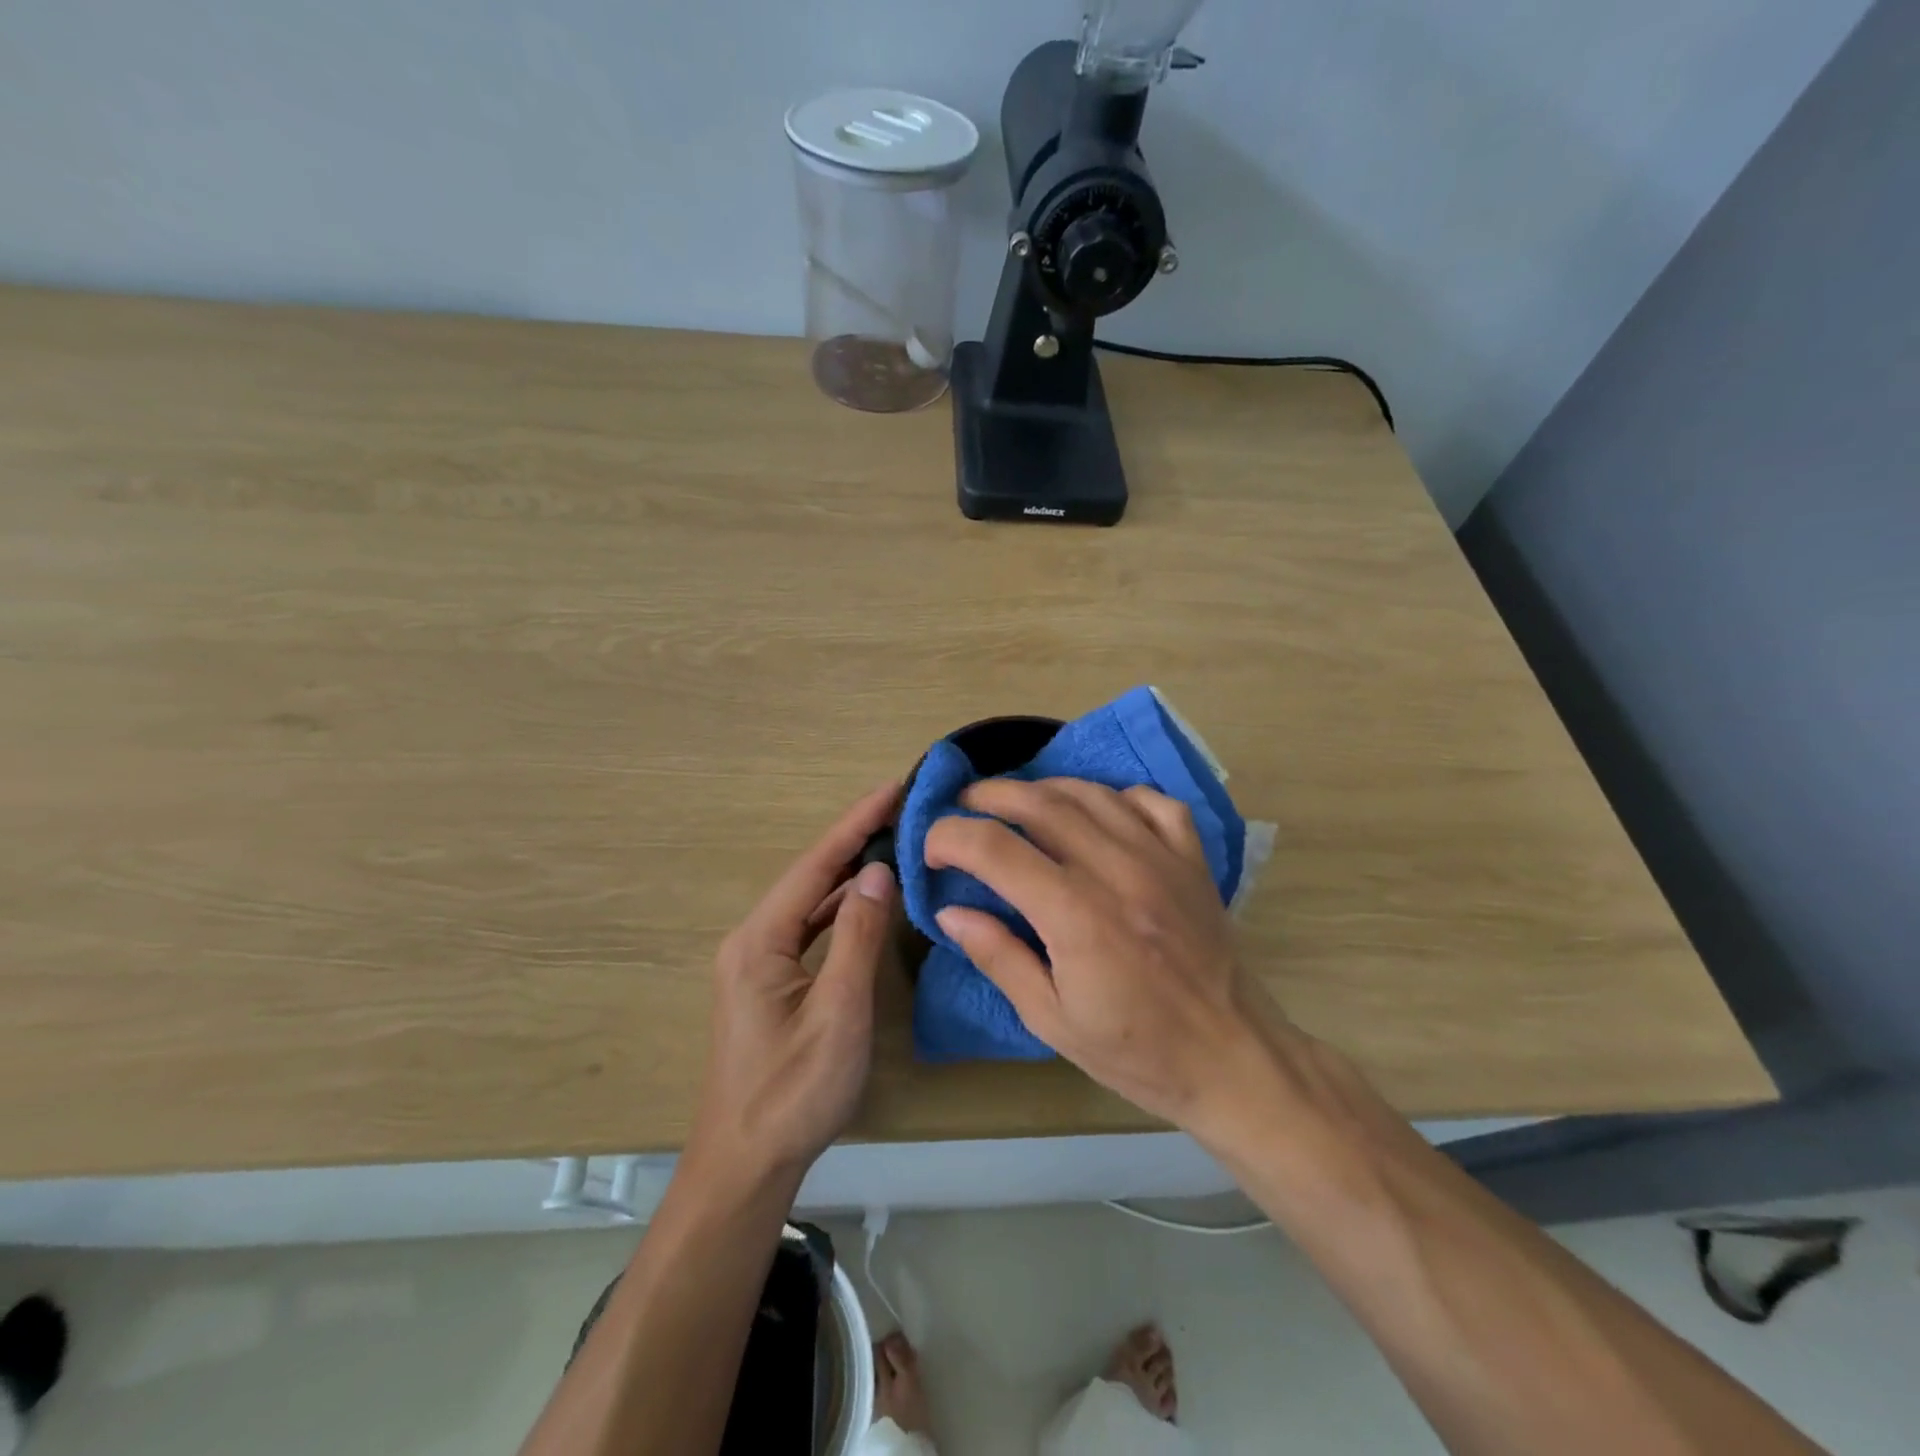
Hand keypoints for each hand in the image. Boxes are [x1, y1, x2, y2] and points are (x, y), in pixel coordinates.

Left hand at [691, 782, 900, 1186]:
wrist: (745, 1164)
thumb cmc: (793, 1092)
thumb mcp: (838, 1013)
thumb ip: (859, 938)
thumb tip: (878, 872)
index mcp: (760, 940)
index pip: (815, 865)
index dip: (855, 823)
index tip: (892, 788)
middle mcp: (753, 940)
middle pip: (810, 876)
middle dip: (854, 839)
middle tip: (903, 809)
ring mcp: (758, 961)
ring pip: (810, 902)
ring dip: (849, 873)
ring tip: (892, 841)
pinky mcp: (769, 981)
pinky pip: (809, 928)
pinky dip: (841, 908)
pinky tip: (867, 900)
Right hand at [924, 777, 1292, 1138]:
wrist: (1232, 1058)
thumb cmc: (1135, 1051)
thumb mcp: (1052, 1020)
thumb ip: (998, 957)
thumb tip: (950, 912)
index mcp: (1075, 915)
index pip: (995, 848)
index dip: (950, 837)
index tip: (932, 849)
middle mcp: (1116, 870)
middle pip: (1039, 803)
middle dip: (989, 796)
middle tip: (963, 806)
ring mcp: (1160, 857)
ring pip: (1090, 793)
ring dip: (1043, 788)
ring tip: (1017, 803)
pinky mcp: (1192, 858)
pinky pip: (1150, 801)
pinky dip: (1114, 795)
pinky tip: (1097, 813)